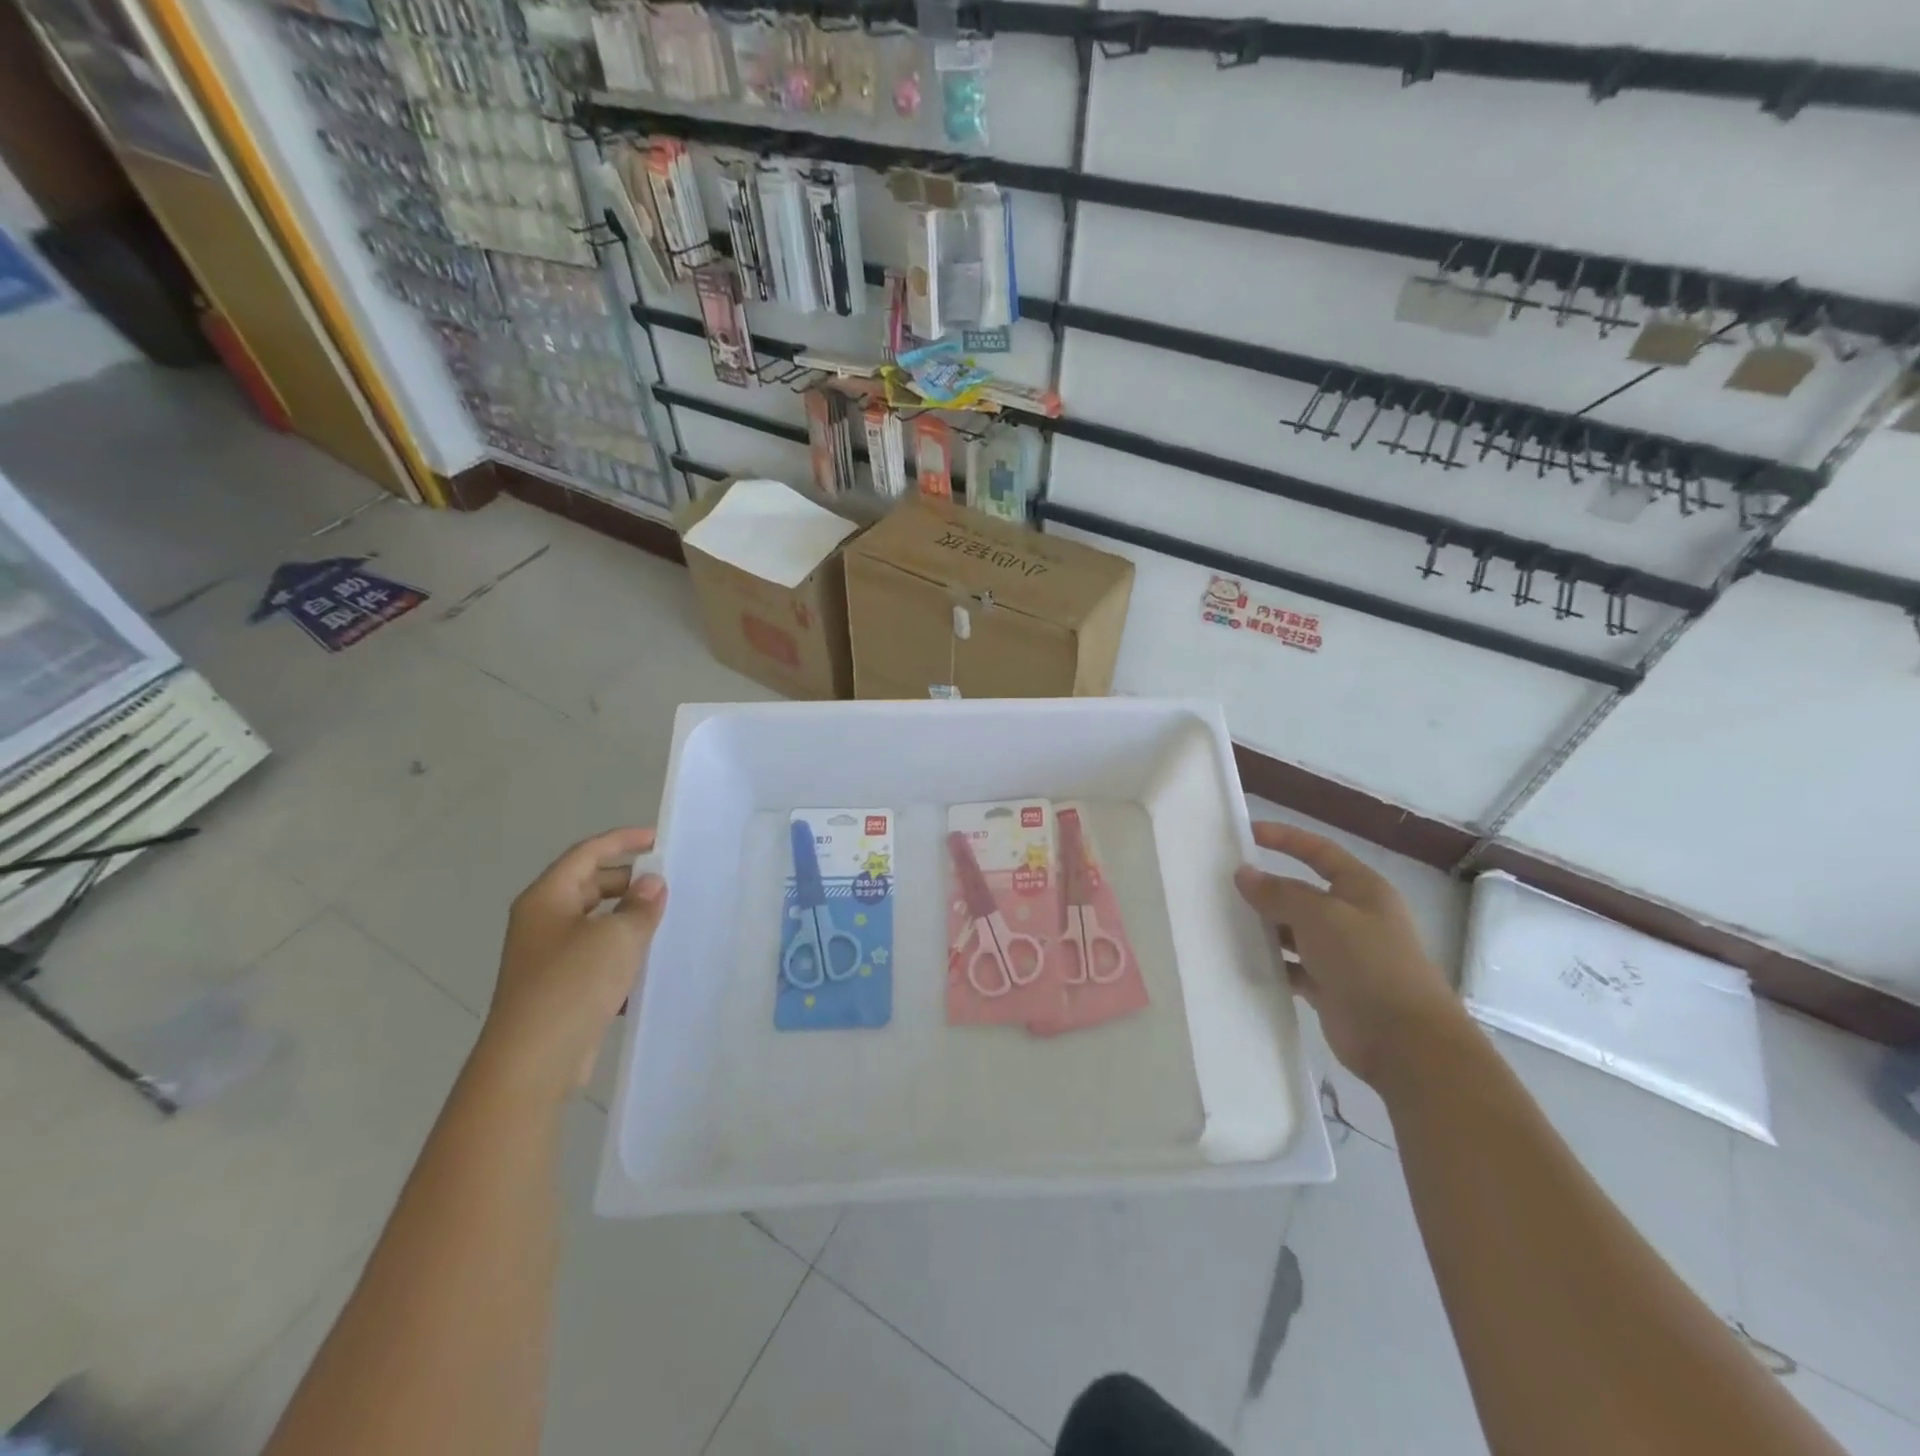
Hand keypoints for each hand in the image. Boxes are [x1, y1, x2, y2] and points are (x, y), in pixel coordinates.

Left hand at [478, 827, 666, 1100]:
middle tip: (668, 883)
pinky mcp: (559, 988)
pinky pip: (595, 956)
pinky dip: (621, 953)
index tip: (658, 839)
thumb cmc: (572, 985)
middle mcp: (542, 922)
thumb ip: (640, 905)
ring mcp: (547, 957)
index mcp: (547, 899)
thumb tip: (651, 884)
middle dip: (628, 881)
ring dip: (628, 919)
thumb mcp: (617, 936)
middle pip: (589, 885)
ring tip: (666, 921)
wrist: (532, 1063)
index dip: (622, 841)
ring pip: (594, 923)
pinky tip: (649, 965)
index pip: (587, 853)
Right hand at [1234, 822, 1463, 1088]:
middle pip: (1303, 892)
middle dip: (1268, 887)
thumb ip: (1279, 893)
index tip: (1246, 834)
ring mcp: (1343, 955)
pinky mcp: (1331, 987)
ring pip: (1295, 931)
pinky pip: (1294, 966)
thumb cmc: (1367, 963)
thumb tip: (1245, 874)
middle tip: (1224, 884)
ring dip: (1266, 927)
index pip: (1319, 852)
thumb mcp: (1320, 916)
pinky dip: (1273, 963)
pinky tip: (1244, 960)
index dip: (1286, 839)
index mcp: (1362, 889)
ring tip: (1224, 921)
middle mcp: (1354, 917)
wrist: (1405, 1041)